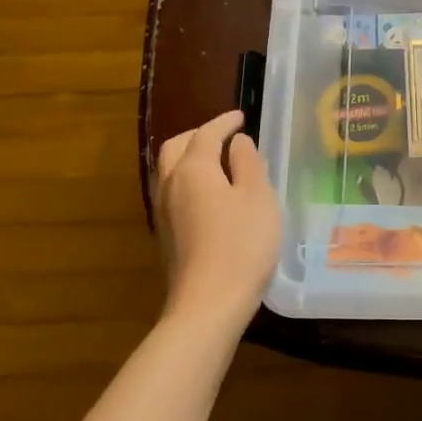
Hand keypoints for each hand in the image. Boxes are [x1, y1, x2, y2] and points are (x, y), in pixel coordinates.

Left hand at [154, 111, 280, 325]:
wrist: (209, 304)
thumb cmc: (241, 244)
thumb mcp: (258, 197)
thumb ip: (248, 164)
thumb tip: (238, 143)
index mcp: (193, 169)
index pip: (206, 134)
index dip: (224, 122)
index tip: (240, 116)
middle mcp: (170, 185)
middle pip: (176, 148)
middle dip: (198, 135)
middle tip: (222, 134)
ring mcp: (163, 213)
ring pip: (169, 171)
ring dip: (188, 157)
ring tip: (214, 160)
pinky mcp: (166, 236)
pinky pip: (173, 193)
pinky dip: (188, 180)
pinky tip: (207, 194)